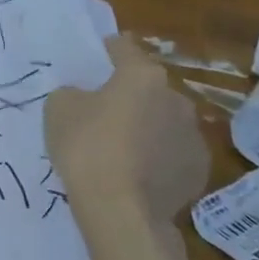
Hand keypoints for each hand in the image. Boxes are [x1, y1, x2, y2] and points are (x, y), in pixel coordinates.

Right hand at [46, 34, 209, 243]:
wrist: (122, 211)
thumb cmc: (87, 148)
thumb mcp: (58, 109)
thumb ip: (73, 93)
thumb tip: (86, 98)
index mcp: (143, 75)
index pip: (124, 47)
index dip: (106, 51)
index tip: (94, 60)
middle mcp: (176, 98)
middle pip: (147, 87)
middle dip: (129, 96)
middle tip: (103, 114)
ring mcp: (194, 135)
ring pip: (163, 121)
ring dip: (147, 128)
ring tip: (121, 151)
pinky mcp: (200, 170)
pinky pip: (173, 154)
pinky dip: (158, 159)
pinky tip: (137, 175)